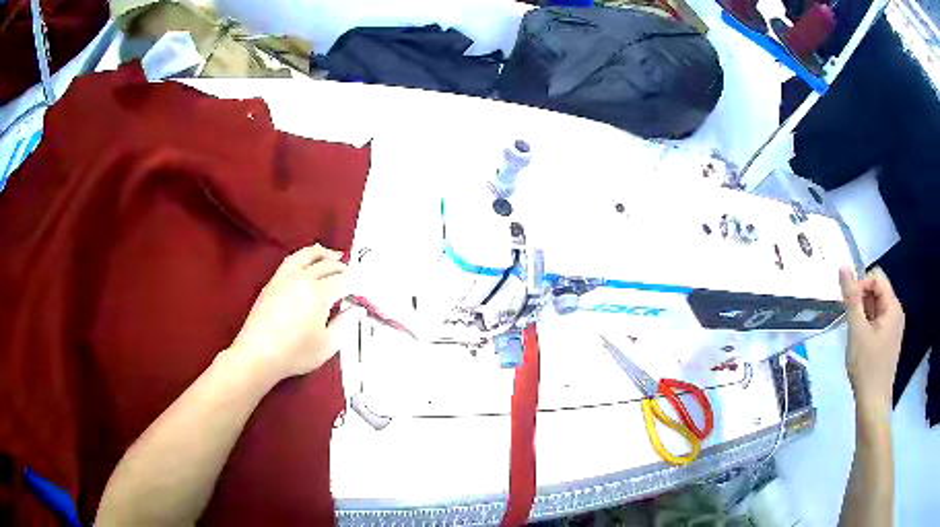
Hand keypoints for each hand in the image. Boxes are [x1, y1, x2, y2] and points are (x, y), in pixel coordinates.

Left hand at [228, 244, 348, 382]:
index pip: (344, 281)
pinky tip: (306, 261)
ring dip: (323, 254)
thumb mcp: (328, 345)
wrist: (258, 355)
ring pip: (307, 256)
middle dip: (343, 268)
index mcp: (319, 293)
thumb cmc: (294, 354)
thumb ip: (344, 324)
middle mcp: (302, 279)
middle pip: (327, 266)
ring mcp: (285, 278)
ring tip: (333, 254)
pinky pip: (291, 260)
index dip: (356, 284)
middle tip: (352, 275)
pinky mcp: (272, 282)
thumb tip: (354, 310)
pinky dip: (304, 256)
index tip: (362, 290)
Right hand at [839, 266, 904, 409]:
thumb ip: (851, 298)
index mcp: (893, 306)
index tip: (848, 306)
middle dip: (861, 301)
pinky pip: (878, 321)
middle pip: (877, 291)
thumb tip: (843, 267)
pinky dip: (867, 326)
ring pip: (876, 307)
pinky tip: (860, 343)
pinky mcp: (889, 340)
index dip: (861, 285)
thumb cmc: (867, 367)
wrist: (873, 403)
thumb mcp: (857, 331)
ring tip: (855, 336)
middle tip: (851, 323)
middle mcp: (896, 312)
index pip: (876, 277)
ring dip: (863, 315)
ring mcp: (894, 327)